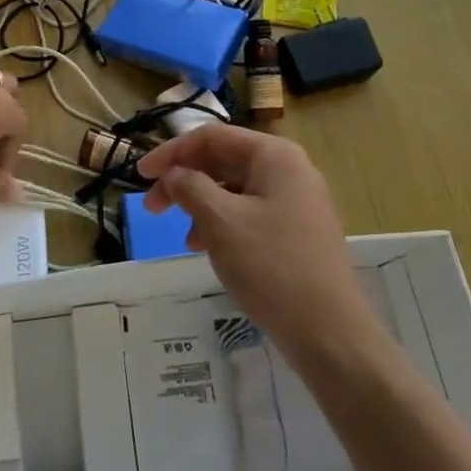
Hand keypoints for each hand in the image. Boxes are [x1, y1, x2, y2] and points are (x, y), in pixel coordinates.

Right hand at [139, 126, 374, 360]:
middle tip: (152, 207)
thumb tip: (174, 174)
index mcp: (275, 155)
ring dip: (202, 205)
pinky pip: (251, 214)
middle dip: (185, 180)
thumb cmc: (271, 266)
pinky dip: (224, 224)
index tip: (140, 175)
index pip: (212, 137)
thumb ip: (190, 187)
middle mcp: (290, 169)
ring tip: (183, 236)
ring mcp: (298, 202)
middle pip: (224, 160)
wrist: (330, 333)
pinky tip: (209, 250)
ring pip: (236, 190)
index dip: (171, 152)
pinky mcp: (299, 233)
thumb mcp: (220, 221)